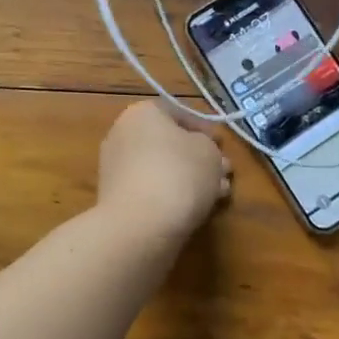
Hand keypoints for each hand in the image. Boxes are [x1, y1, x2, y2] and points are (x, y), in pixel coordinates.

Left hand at [96, 100, 230, 242]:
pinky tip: (197, 210)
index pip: (178, 113)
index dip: (205, 130)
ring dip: (190, 179)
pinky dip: (171, 196)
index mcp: (142, 112)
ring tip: (217, 196)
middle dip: (199, 158)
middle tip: (223, 173)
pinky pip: (150, 190)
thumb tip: (203, 152)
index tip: (222, 147)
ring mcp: (116, 167)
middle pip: (169, 143)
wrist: (139, 225)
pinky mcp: (115, 198)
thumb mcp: (209, 152)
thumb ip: (210, 147)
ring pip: (162, 168)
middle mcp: (123, 134)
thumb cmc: (178, 174)